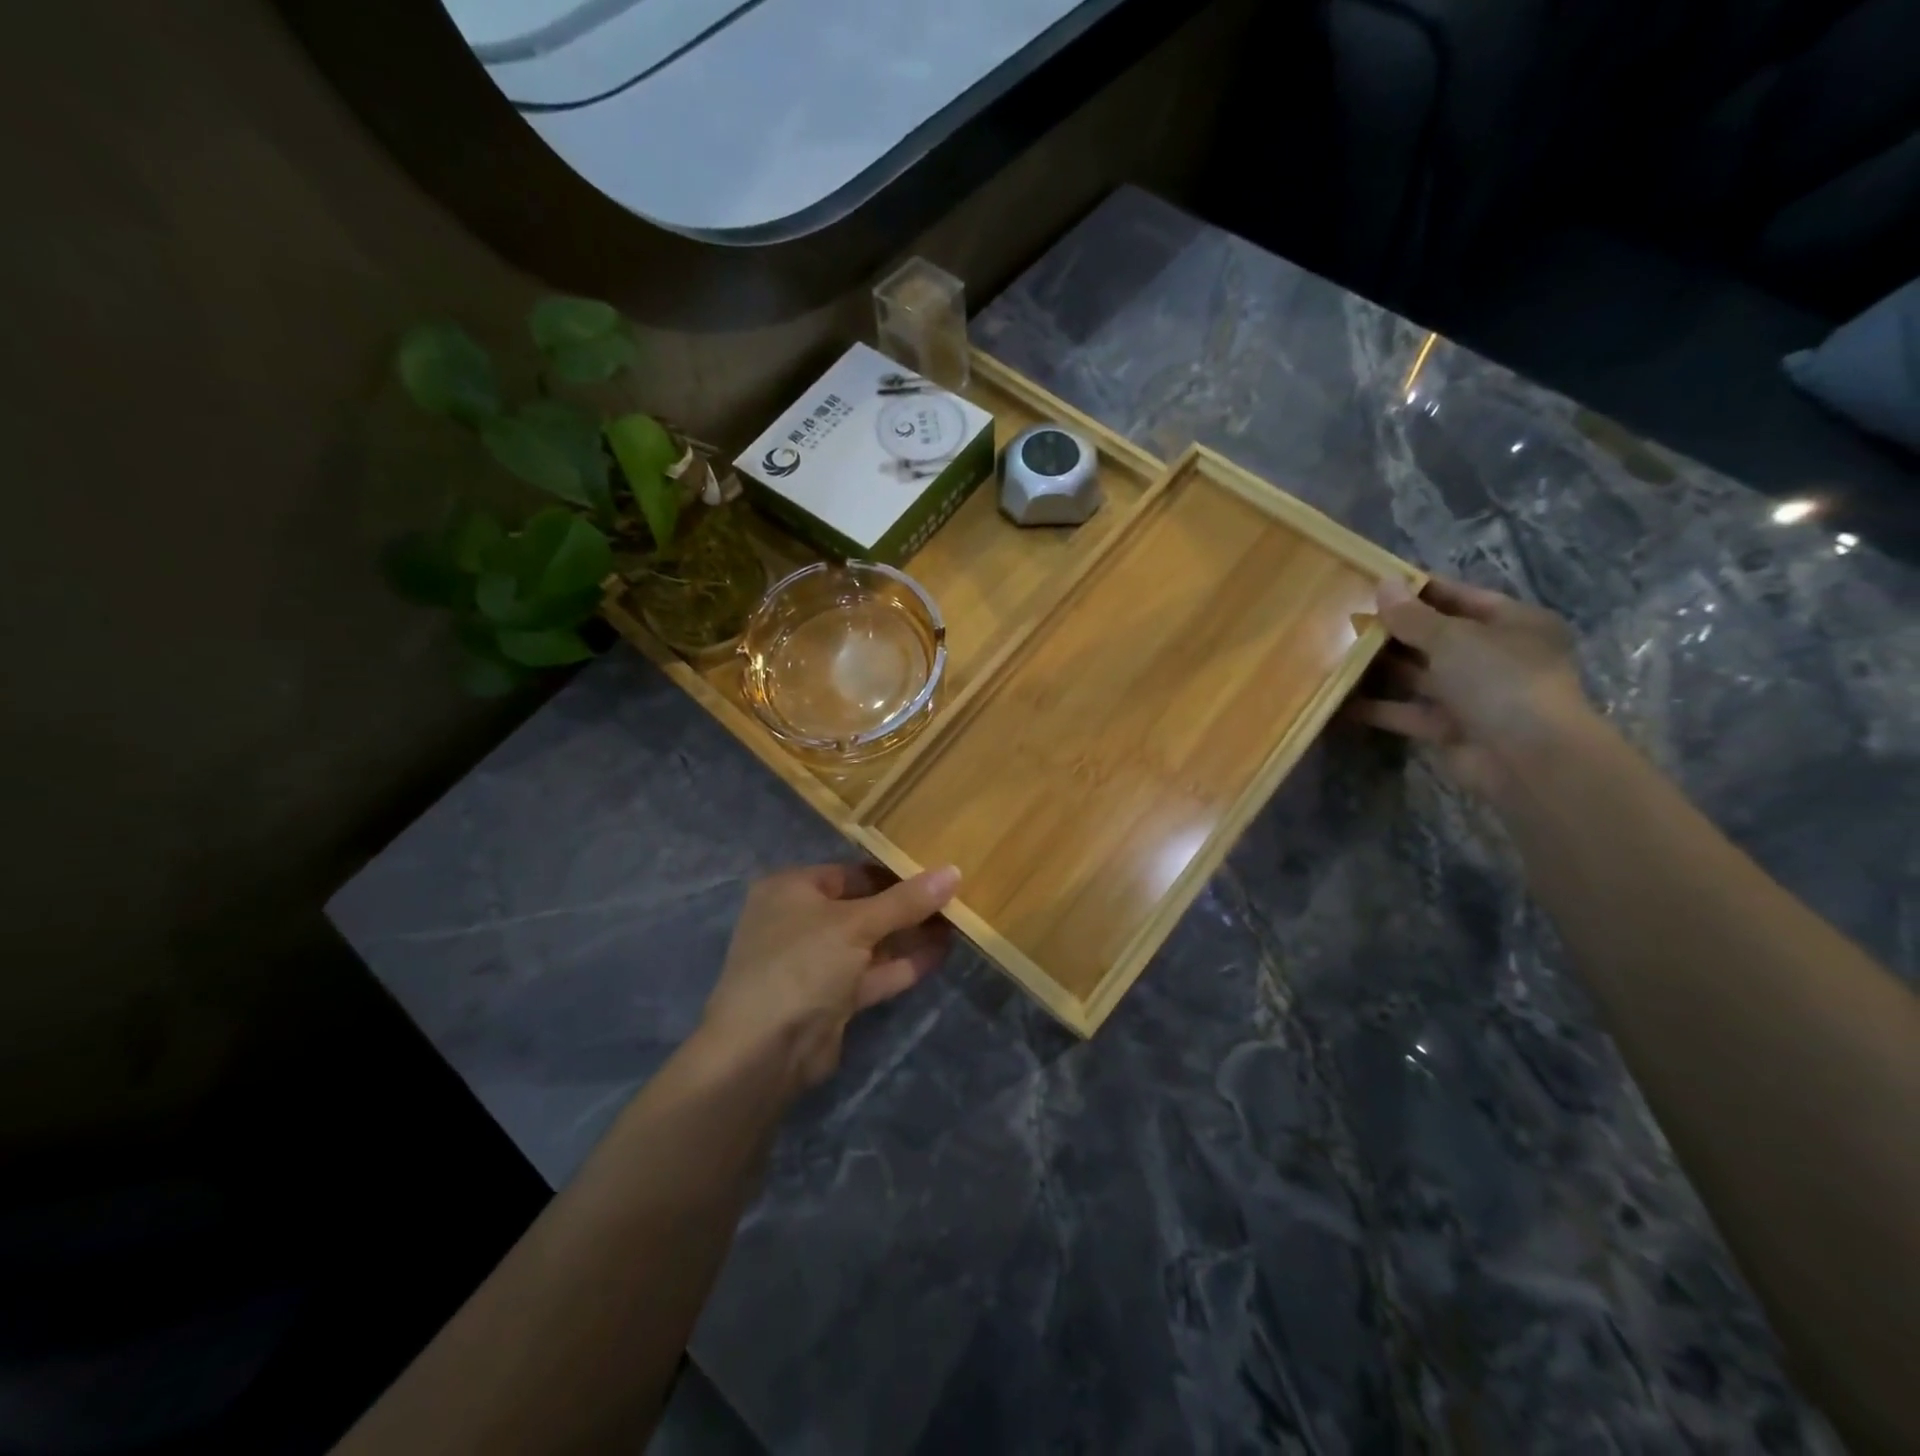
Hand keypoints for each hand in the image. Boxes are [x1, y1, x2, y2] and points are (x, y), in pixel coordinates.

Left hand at [699, 862, 959, 1091]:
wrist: (764, 1051)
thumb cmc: (802, 964)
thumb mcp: (857, 924)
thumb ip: (906, 901)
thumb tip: (954, 871)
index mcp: (791, 890)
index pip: (850, 872)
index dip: (892, 873)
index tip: (935, 872)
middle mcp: (800, 921)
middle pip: (862, 907)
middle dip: (905, 906)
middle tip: (953, 897)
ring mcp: (815, 962)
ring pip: (870, 942)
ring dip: (909, 935)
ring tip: (957, 922)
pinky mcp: (831, 998)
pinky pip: (872, 972)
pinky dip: (903, 964)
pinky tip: (942, 953)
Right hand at [1346, 576, 1595, 805]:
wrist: (1528, 758)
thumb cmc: (1500, 680)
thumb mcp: (1453, 638)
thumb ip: (1412, 616)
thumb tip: (1384, 584)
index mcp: (1513, 624)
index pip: (1460, 598)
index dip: (1419, 590)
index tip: (1374, 583)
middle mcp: (1494, 657)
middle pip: (1435, 637)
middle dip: (1394, 630)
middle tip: (1346, 618)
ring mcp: (1471, 695)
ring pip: (1418, 675)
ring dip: (1380, 668)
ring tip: (1334, 653)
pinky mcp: (1448, 728)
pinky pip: (1407, 712)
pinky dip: (1376, 707)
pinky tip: (1338, 699)